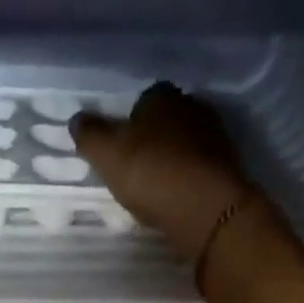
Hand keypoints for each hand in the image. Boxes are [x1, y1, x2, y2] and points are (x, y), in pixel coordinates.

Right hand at [73, 83, 257, 264]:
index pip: (144, 99)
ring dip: (172, 158)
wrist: (204, 205)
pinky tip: (175, 196)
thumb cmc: (151, 172)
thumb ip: (90, 136)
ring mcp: (213, 135)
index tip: (120, 145)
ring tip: (155, 186)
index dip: (130, 121)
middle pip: (167, 120)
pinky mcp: (226, 164)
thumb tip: (76, 119)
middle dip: (153, 138)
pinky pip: (199, 166)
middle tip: (136, 167)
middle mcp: (191, 106)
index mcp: (161, 97)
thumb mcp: (108, 155)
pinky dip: (187, 177)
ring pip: (185, 142)